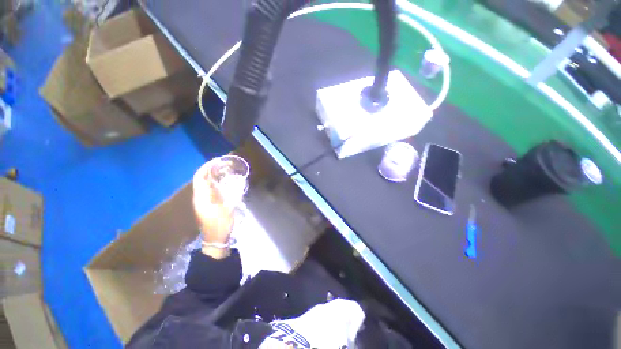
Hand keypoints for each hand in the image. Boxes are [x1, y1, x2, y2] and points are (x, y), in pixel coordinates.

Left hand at [192, 161, 234, 245]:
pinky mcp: (208, 204)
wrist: (216, 239)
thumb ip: (226, 194)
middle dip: (211, 169)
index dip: (206, 167)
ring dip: (214, 175)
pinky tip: (226, 182)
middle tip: (224, 164)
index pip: (200, 177)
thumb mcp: (225, 209)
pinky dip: (217, 182)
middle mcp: (200, 197)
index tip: (217, 160)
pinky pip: (211, 189)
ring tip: (226, 170)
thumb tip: (227, 180)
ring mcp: (203, 201)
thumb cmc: (220, 224)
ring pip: (206, 183)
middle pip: (202, 179)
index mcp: (201, 197)